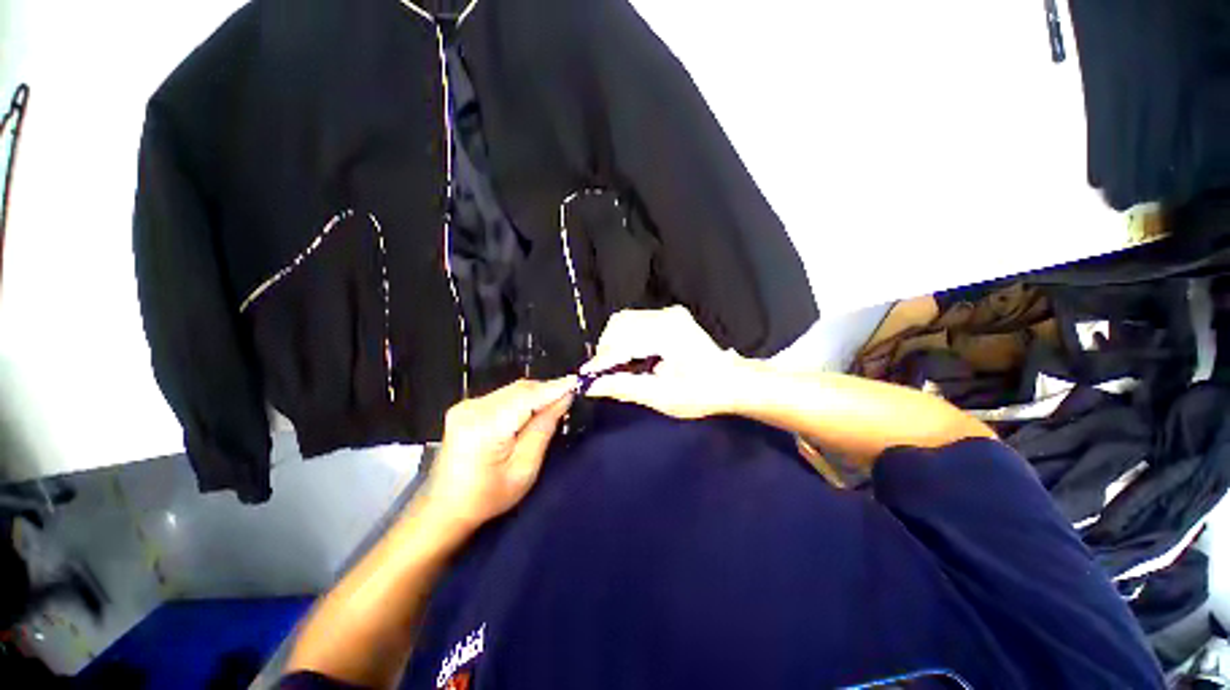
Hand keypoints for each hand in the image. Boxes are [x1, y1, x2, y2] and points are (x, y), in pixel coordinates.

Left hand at [422, 378, 574, 529]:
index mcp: (485, 426)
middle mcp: (473, 408)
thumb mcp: (524, 468)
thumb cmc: (488, 497)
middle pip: (520, 389)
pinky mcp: (467, 407)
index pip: (528, 397)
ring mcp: (467, 405)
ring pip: (513, 390)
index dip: (555, 387)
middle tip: (570, 394)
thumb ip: (544, 429)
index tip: (577, 380)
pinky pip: (504, 395)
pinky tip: (534, 407)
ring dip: (536, 394)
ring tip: (556, 402)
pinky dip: (523, 398)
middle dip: (547, 390)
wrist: (445, 508)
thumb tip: (563, 400)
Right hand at [583, 306, 748, 418]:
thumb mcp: (663, 396)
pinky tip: (631, 359)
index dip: (602, 360)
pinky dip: (626, 340)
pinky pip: (636, 323)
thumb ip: (626, 387)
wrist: (732, 381)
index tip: (586, 377)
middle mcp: (667, 316)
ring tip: (618, 368)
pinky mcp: (669, 317)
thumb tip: (592, 386)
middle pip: (620, 324)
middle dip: (607, 350)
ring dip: (615, 344)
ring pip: (625, 322)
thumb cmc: (702, 393)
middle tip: (605, 375)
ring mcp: (669, 313)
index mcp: (669, 333)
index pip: (624, 341)